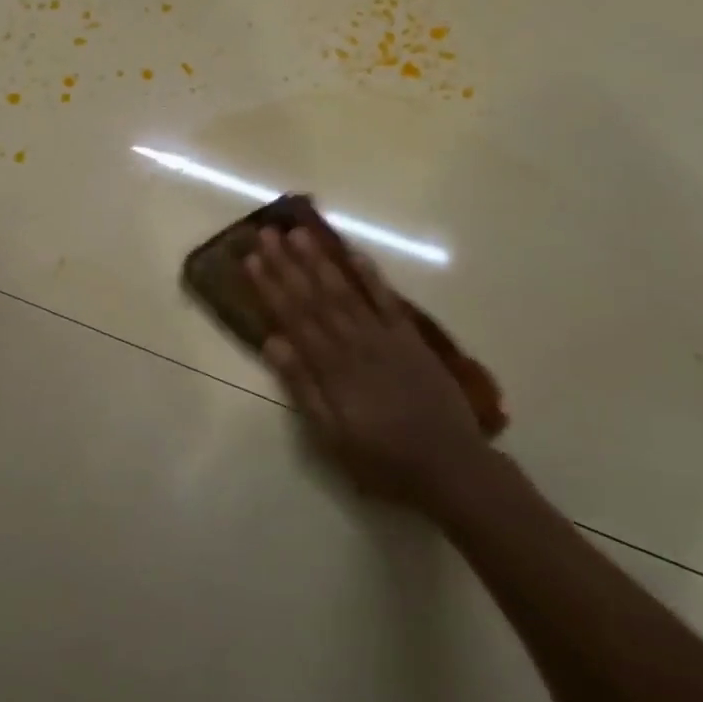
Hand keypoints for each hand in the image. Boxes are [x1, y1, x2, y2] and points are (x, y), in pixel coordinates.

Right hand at [247, 226, 486, 506]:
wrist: (452, 468)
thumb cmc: (382, 459)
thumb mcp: (331, 436)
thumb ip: (302, 387)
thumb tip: (273, 341)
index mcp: (331, 368)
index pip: (293, 318)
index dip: (270, 287)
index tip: (251, 259)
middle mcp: (355, 343)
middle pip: (315, 296)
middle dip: (288, 264)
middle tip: (267, 234)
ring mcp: (385, 337)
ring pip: (346, 291)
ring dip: (320, 260)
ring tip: (299, 233)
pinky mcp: (410, 338)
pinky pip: (386, 299)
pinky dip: (369, 274)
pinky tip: (353, 253)